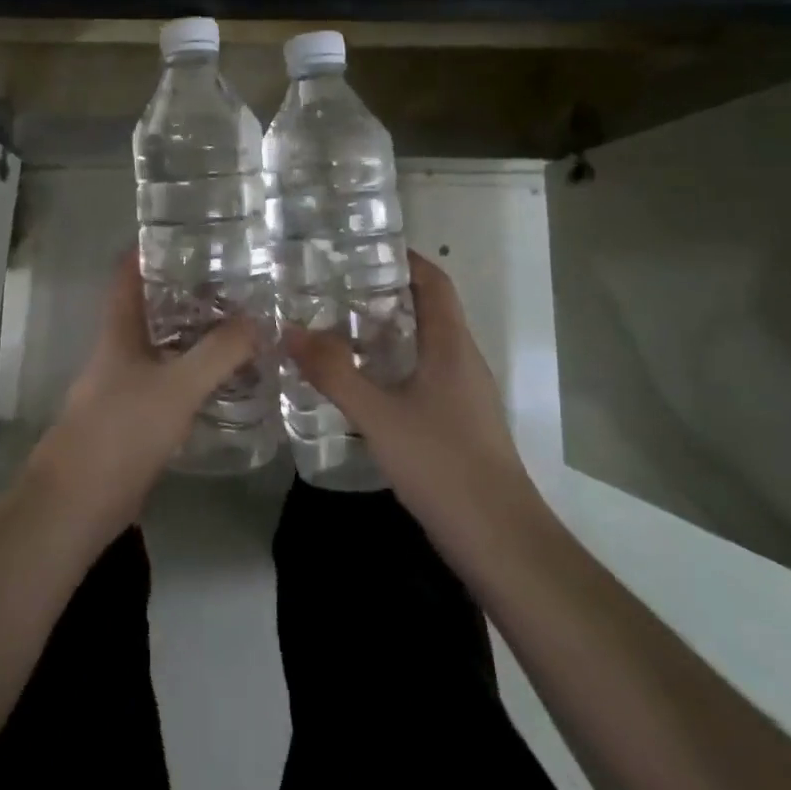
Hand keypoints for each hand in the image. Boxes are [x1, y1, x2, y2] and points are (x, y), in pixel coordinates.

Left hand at [25, 253, 256, 547]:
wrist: (76, 505)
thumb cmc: (120, 431)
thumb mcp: (177, 386)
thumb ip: (218, 353)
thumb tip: (258, 320)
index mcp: (118, 332)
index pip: (127, 275)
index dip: (148, 250)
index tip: (184, 234)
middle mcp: (118, 352)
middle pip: (149, 309)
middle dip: (185, 292)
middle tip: (232, 281)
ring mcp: (122, 387)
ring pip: (161, 347)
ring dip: (193, 334)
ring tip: (238, 324)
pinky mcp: (132, 420)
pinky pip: (167, 383)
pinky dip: (192, 374)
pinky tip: (222, 380)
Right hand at [287, 251, 549, 574]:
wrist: (502, 542)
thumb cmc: (444, 465)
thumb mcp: (379, 416)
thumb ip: (333, 373)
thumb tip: (288, 330)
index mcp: (452, 345)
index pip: (434, 281)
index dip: (405, 258)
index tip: (364, 248)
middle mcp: (463, 360)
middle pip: (429, 309)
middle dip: (386, 292)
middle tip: (336, 286)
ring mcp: (465, 394)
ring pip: (426, 344)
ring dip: (390, 330)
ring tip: (340, 326)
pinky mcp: (460, 423)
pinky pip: (425, 374)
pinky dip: (395, 364)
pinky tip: (364, 382)